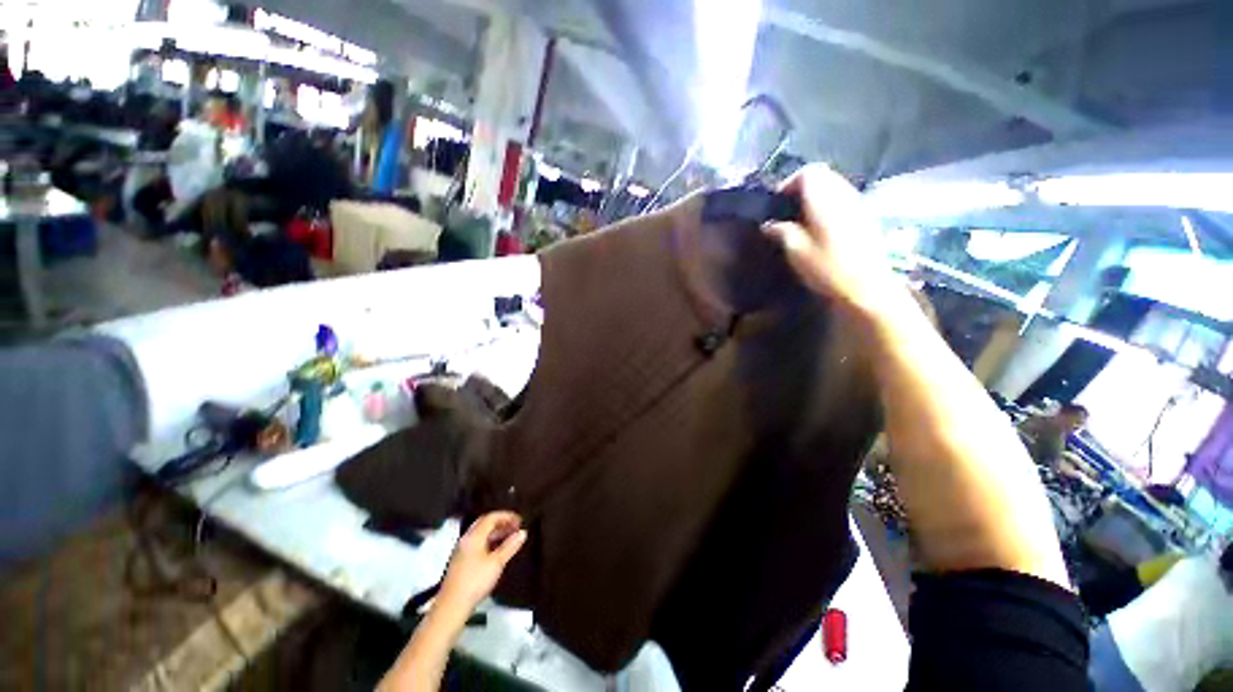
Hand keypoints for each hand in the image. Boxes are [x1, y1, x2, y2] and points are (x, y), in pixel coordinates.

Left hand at [437, 511, 526, 613]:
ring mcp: (462, 550)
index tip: (520, 521)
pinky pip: (477, 543)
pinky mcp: (460, 561)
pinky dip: (489, 542)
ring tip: (509, 538)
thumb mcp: (496, 563)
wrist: (452, 606)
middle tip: (515, 527)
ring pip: (480, 534)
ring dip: (496, 532)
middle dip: (501, 523)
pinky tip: (497, 551)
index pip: (491, 517)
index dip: (507, 516)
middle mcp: (466, 539)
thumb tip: (523, 533)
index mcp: (474, 536)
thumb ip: (510, 546)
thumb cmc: (475, 582)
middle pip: (485, 523)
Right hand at [764, 164, 900, 317]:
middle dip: (803, 188)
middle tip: (788, 211)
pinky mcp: (867, 217)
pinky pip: (845, 199)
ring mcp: (859, 204)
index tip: (777, 203)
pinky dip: (831, 205)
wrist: (867, 288)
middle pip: (824, 175)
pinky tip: (823, 228)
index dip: (789, 183)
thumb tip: (769, 224)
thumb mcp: (796, 252)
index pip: (808, 172)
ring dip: (818, 196)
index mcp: (824, 199)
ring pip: (836, 186)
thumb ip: (781, 232)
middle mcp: (844, 194)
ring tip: (804, 219)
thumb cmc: (827, 268)